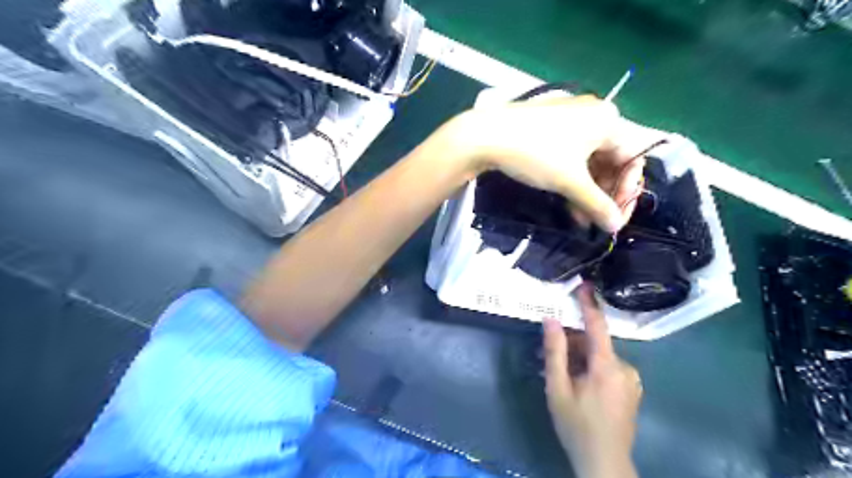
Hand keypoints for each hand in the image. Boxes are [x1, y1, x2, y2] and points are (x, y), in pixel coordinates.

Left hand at [452, 93, 664, 232]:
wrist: (486, 136)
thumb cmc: (536, 154)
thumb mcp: (569, 181)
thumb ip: (596, 204)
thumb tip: (616, 227)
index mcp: (608, 120)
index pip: (632, 159)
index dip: (626, 192)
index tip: (615, 219)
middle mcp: (594, 115)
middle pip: (611, 161)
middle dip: (603, 195)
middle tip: (594, 220)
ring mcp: (571, 120)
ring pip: (589, 161)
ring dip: (586, 192)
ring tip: (578, 218)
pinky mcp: (551, 128)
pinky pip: (572, 155)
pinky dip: (572, 179)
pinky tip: (566, 202)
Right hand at [541, 285, 641, 474]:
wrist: (604, 463)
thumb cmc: (576, 425)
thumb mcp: (557, 388)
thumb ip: (554, 351)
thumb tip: (550, 319)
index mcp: (607, 366)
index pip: (597, 326)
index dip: (589, 304)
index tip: (584, 284)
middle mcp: (625, 368)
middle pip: (595, 344)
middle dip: (572, 343)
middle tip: (546, 353)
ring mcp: (631, 380)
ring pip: (600, 356)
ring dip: (579, 357)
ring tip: (558, 371)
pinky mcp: (631, 389)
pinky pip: (608, 368)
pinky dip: (590, 367)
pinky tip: (576, 381)